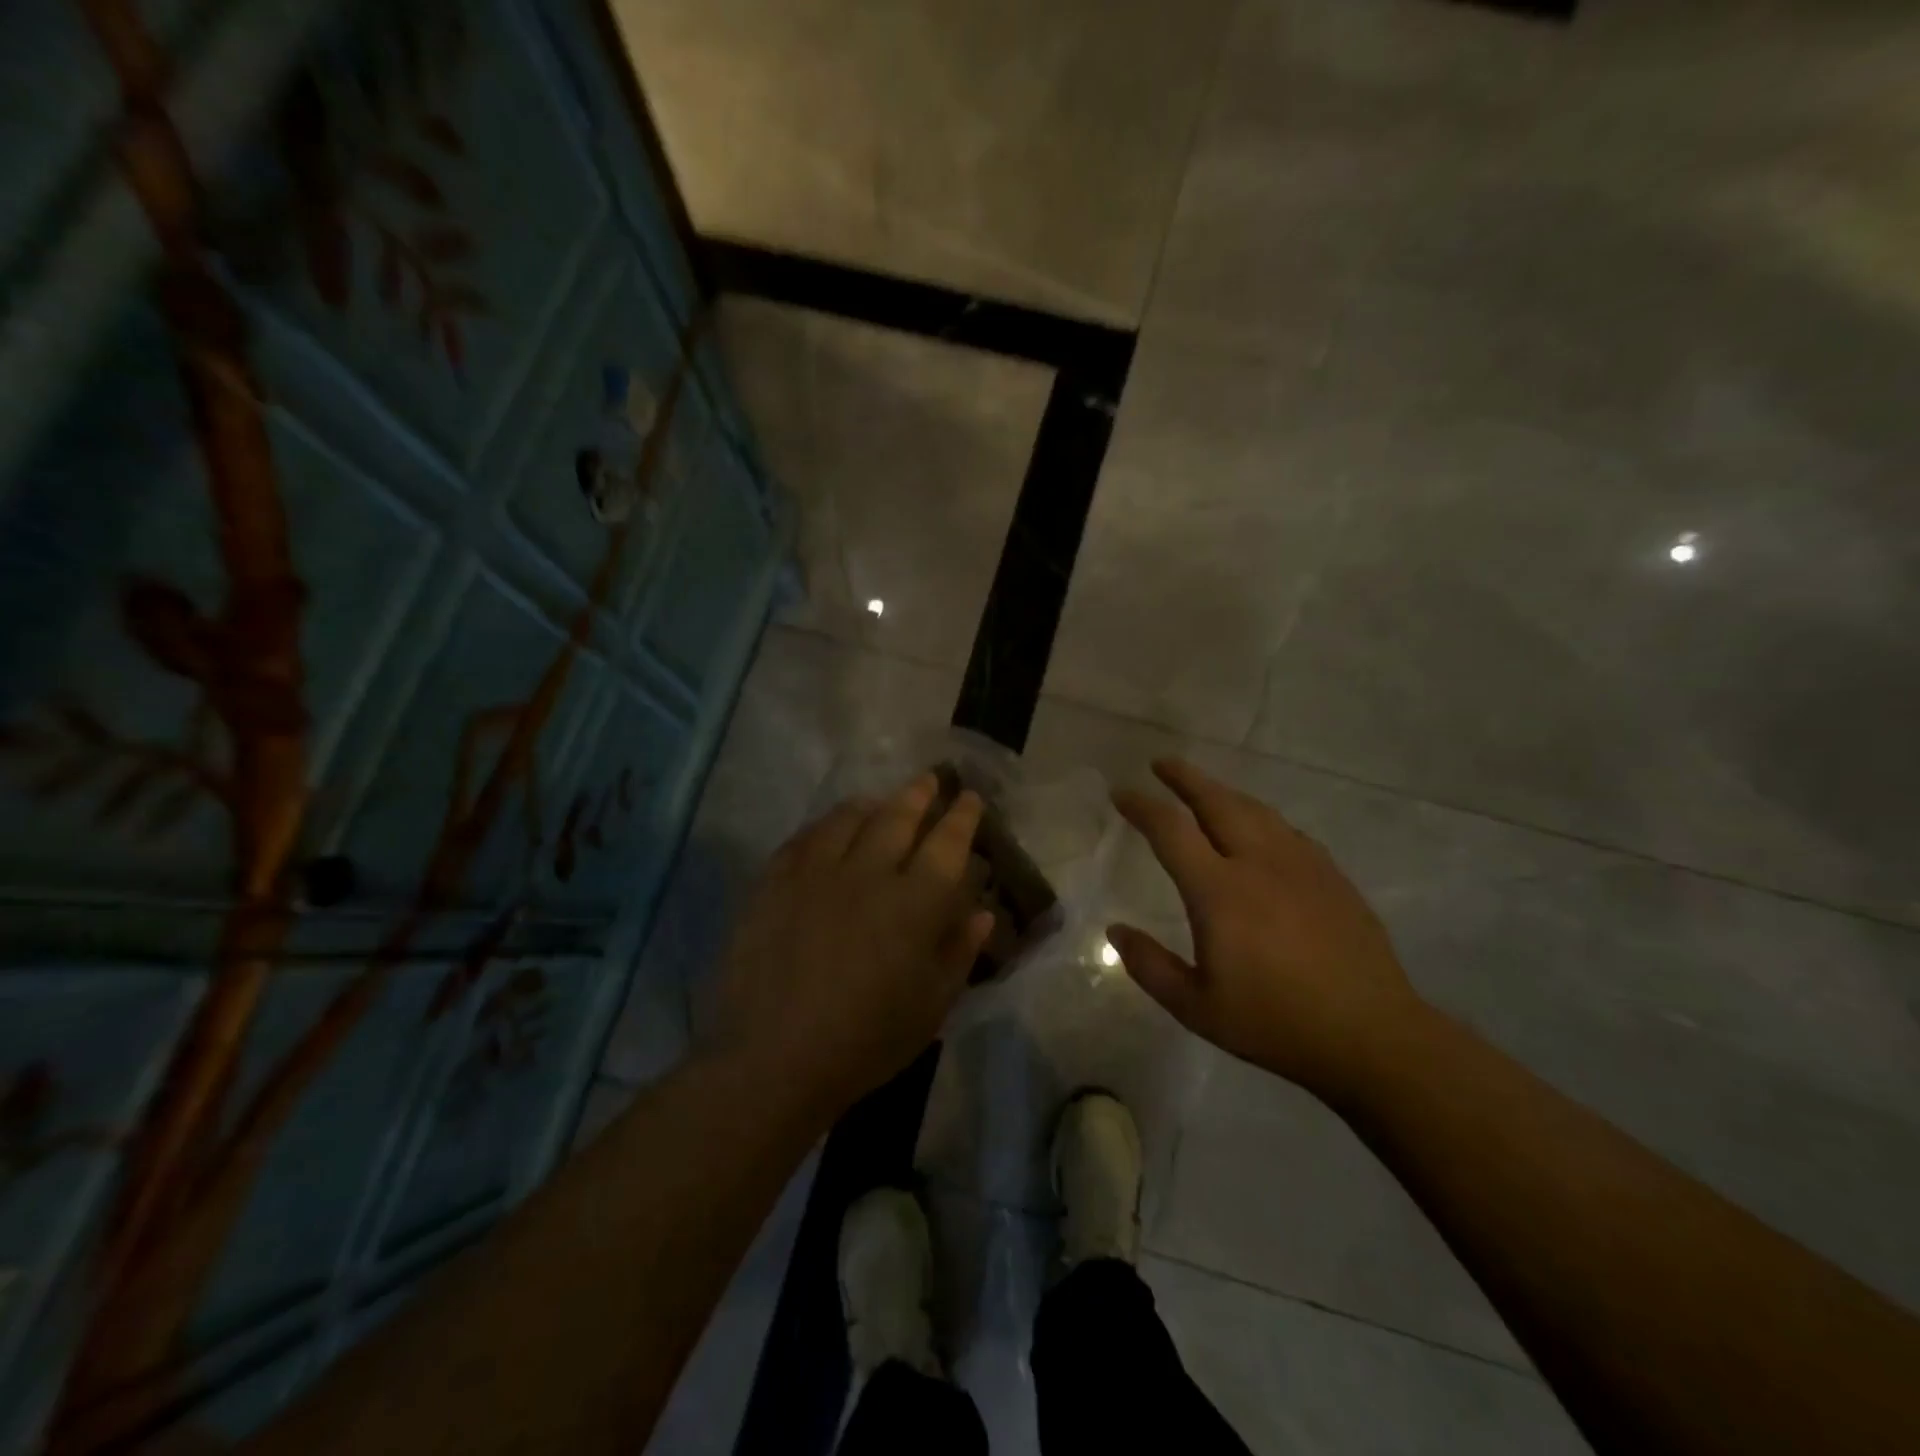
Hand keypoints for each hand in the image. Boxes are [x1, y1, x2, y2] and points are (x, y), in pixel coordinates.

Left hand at [699, 774, 995, 1120]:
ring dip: (872, 804)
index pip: (947, 843)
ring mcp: (816, 872)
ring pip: (849, 818)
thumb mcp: (930, 1007)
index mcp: (914, 903)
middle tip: (930, 780)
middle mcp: (868, 873)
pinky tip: (828, 829)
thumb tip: (982, 912)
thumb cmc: (865, 1041)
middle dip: (919, 794)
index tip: (970, 797)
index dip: (961, 816)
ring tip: (880, 801)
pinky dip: (824, 826)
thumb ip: (959, 952)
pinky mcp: (774, 882)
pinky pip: (804, 838)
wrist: (773, 1059)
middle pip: (898, 817)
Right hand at [1109, 758, 1425, 1098]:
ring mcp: (1301, 865)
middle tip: (1162, 763)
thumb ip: (1150, 966)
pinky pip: (1286, 830)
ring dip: (1223, 792)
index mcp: (1220, 892)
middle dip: (1185, 778)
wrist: (1371, 1036)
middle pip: (1217, 802)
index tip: (1121, 792)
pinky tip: (1258, 830)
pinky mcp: (1331, 876)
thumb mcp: (1197, 1008)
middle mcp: (1259, 863)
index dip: (1142, 806)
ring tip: (1204, 789)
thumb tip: (1116, 931)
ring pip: (1255, 810)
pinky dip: (1259, 818)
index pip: (1171, 830)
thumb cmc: (1275, 1023)